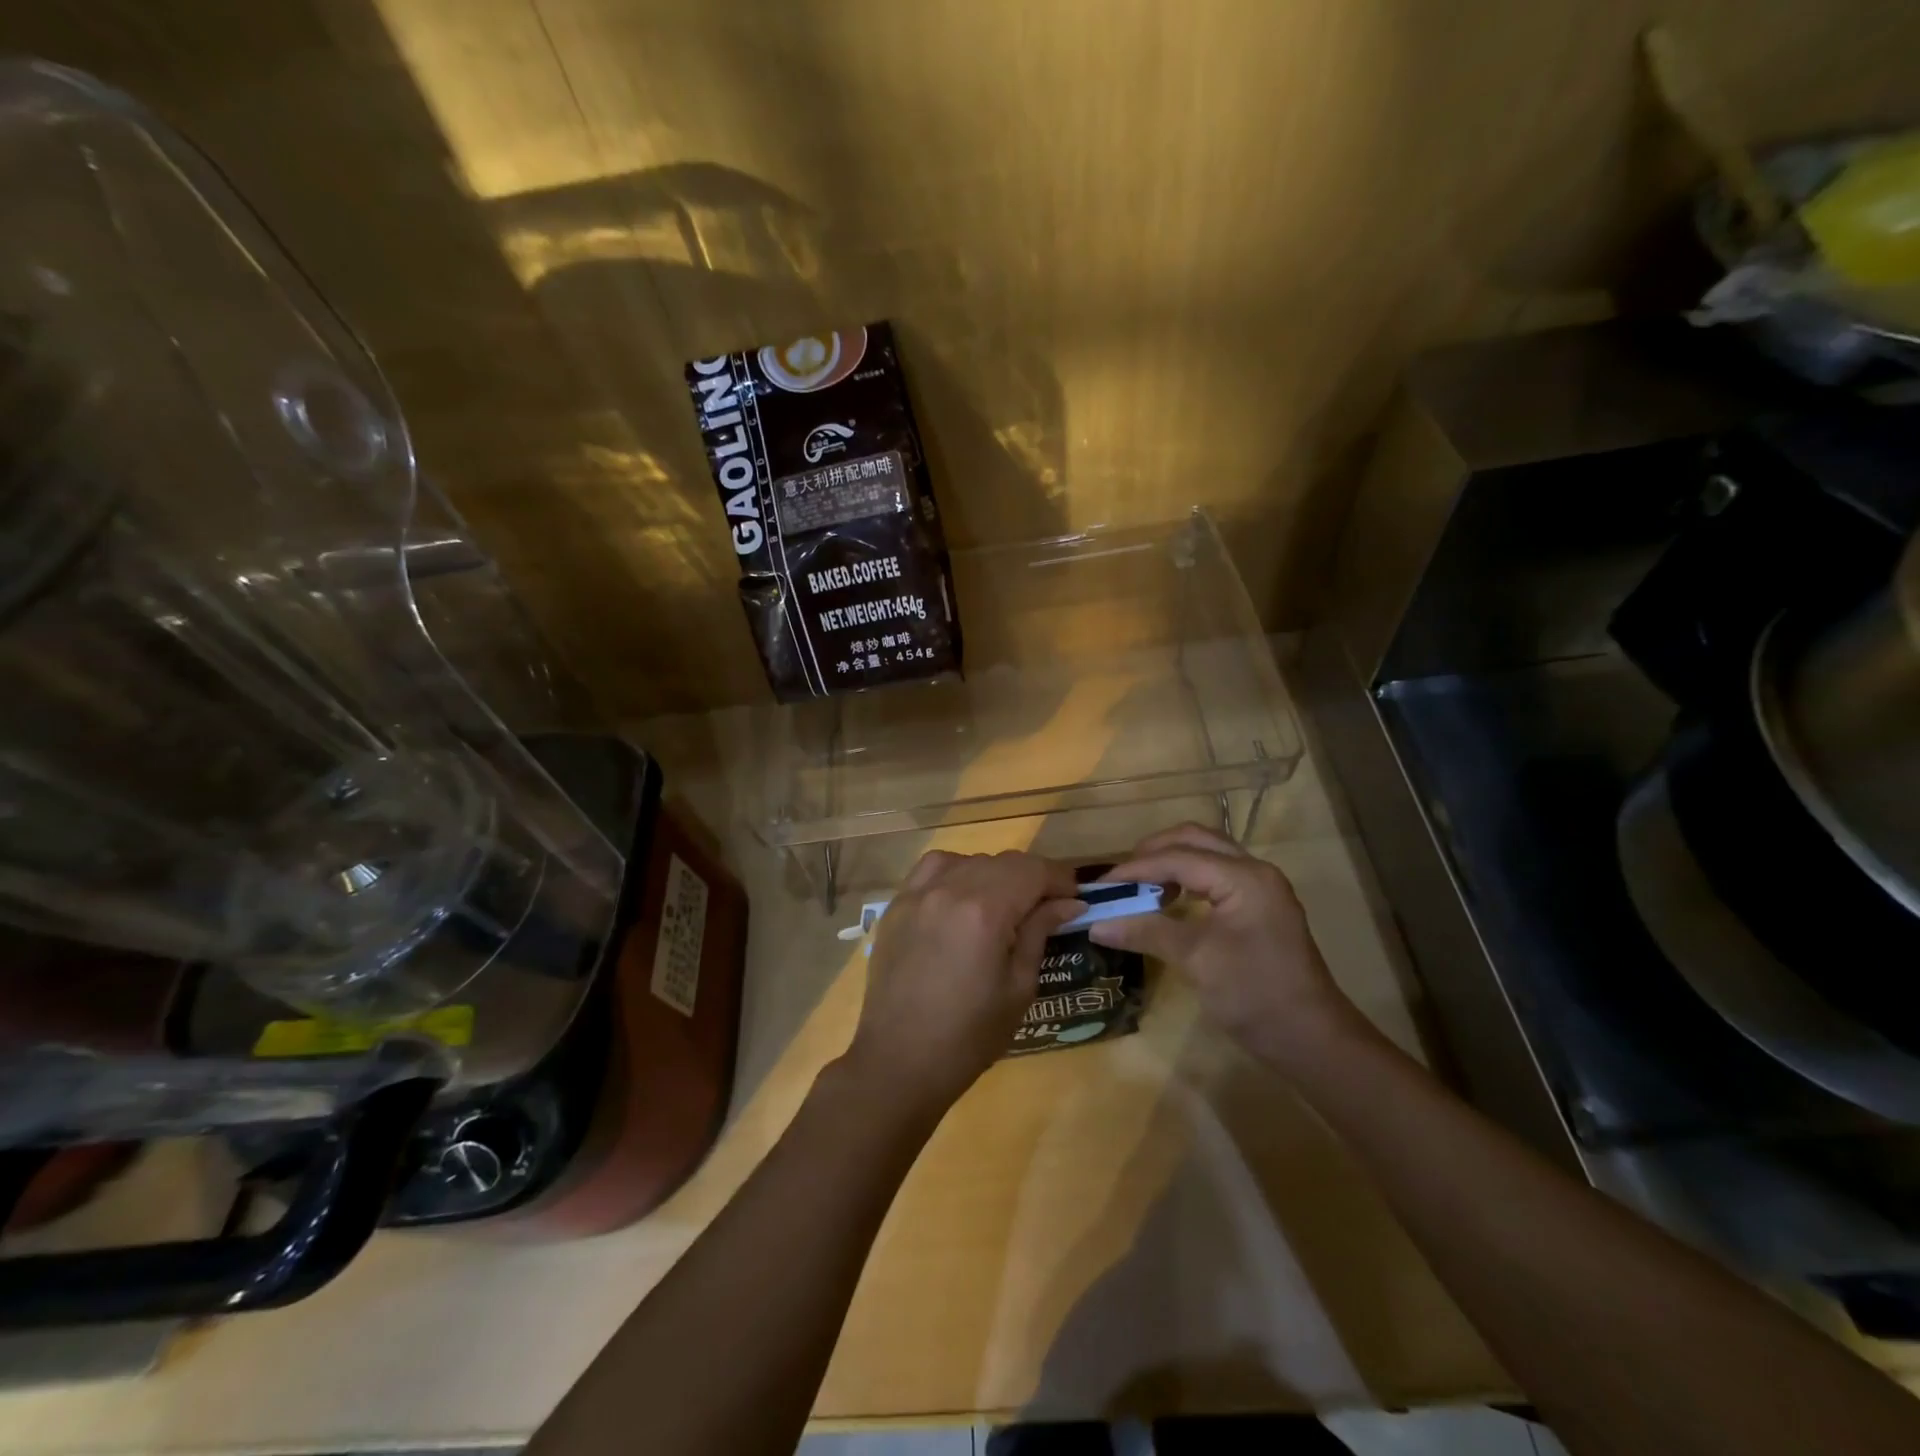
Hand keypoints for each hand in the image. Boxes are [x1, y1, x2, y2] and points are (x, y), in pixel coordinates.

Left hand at [846, 850, 1083, 1116]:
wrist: (899, 1061)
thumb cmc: (969, 1035)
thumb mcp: (1019, 987)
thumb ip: (1039, 933)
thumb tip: (1068, 903)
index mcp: (985, 911)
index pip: (1032, 870)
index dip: (1060, 879)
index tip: (1075, 898)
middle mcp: (950, 888)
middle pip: (1003, 862)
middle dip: (1032, 878)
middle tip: (1047, 907)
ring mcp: (918, 893)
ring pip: (969, 861)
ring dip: (995, 874)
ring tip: (1004, 904)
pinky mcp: (897, 904)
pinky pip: (933, 869)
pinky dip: (956, 872)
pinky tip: (963, 897)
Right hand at [1089, 823, 1369, 1071]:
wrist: (1311, 1039)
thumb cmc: (1255, 995)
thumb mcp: (1196, 960)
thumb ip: (1146, 931)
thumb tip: (1095, 924)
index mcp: (1244, 877)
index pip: (1178, 857)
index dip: (1136, 869)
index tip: (1100, 886)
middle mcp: (1254, 871)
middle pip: (1195, 840)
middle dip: (1154, 852)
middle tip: (1121, 877)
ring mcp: (1260, 888)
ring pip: (1207, 854)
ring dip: (1171, 862)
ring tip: (1140, 886)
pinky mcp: (1259, 907)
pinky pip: (1216, 875)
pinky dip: (1187, 878)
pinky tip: (1168, 901)